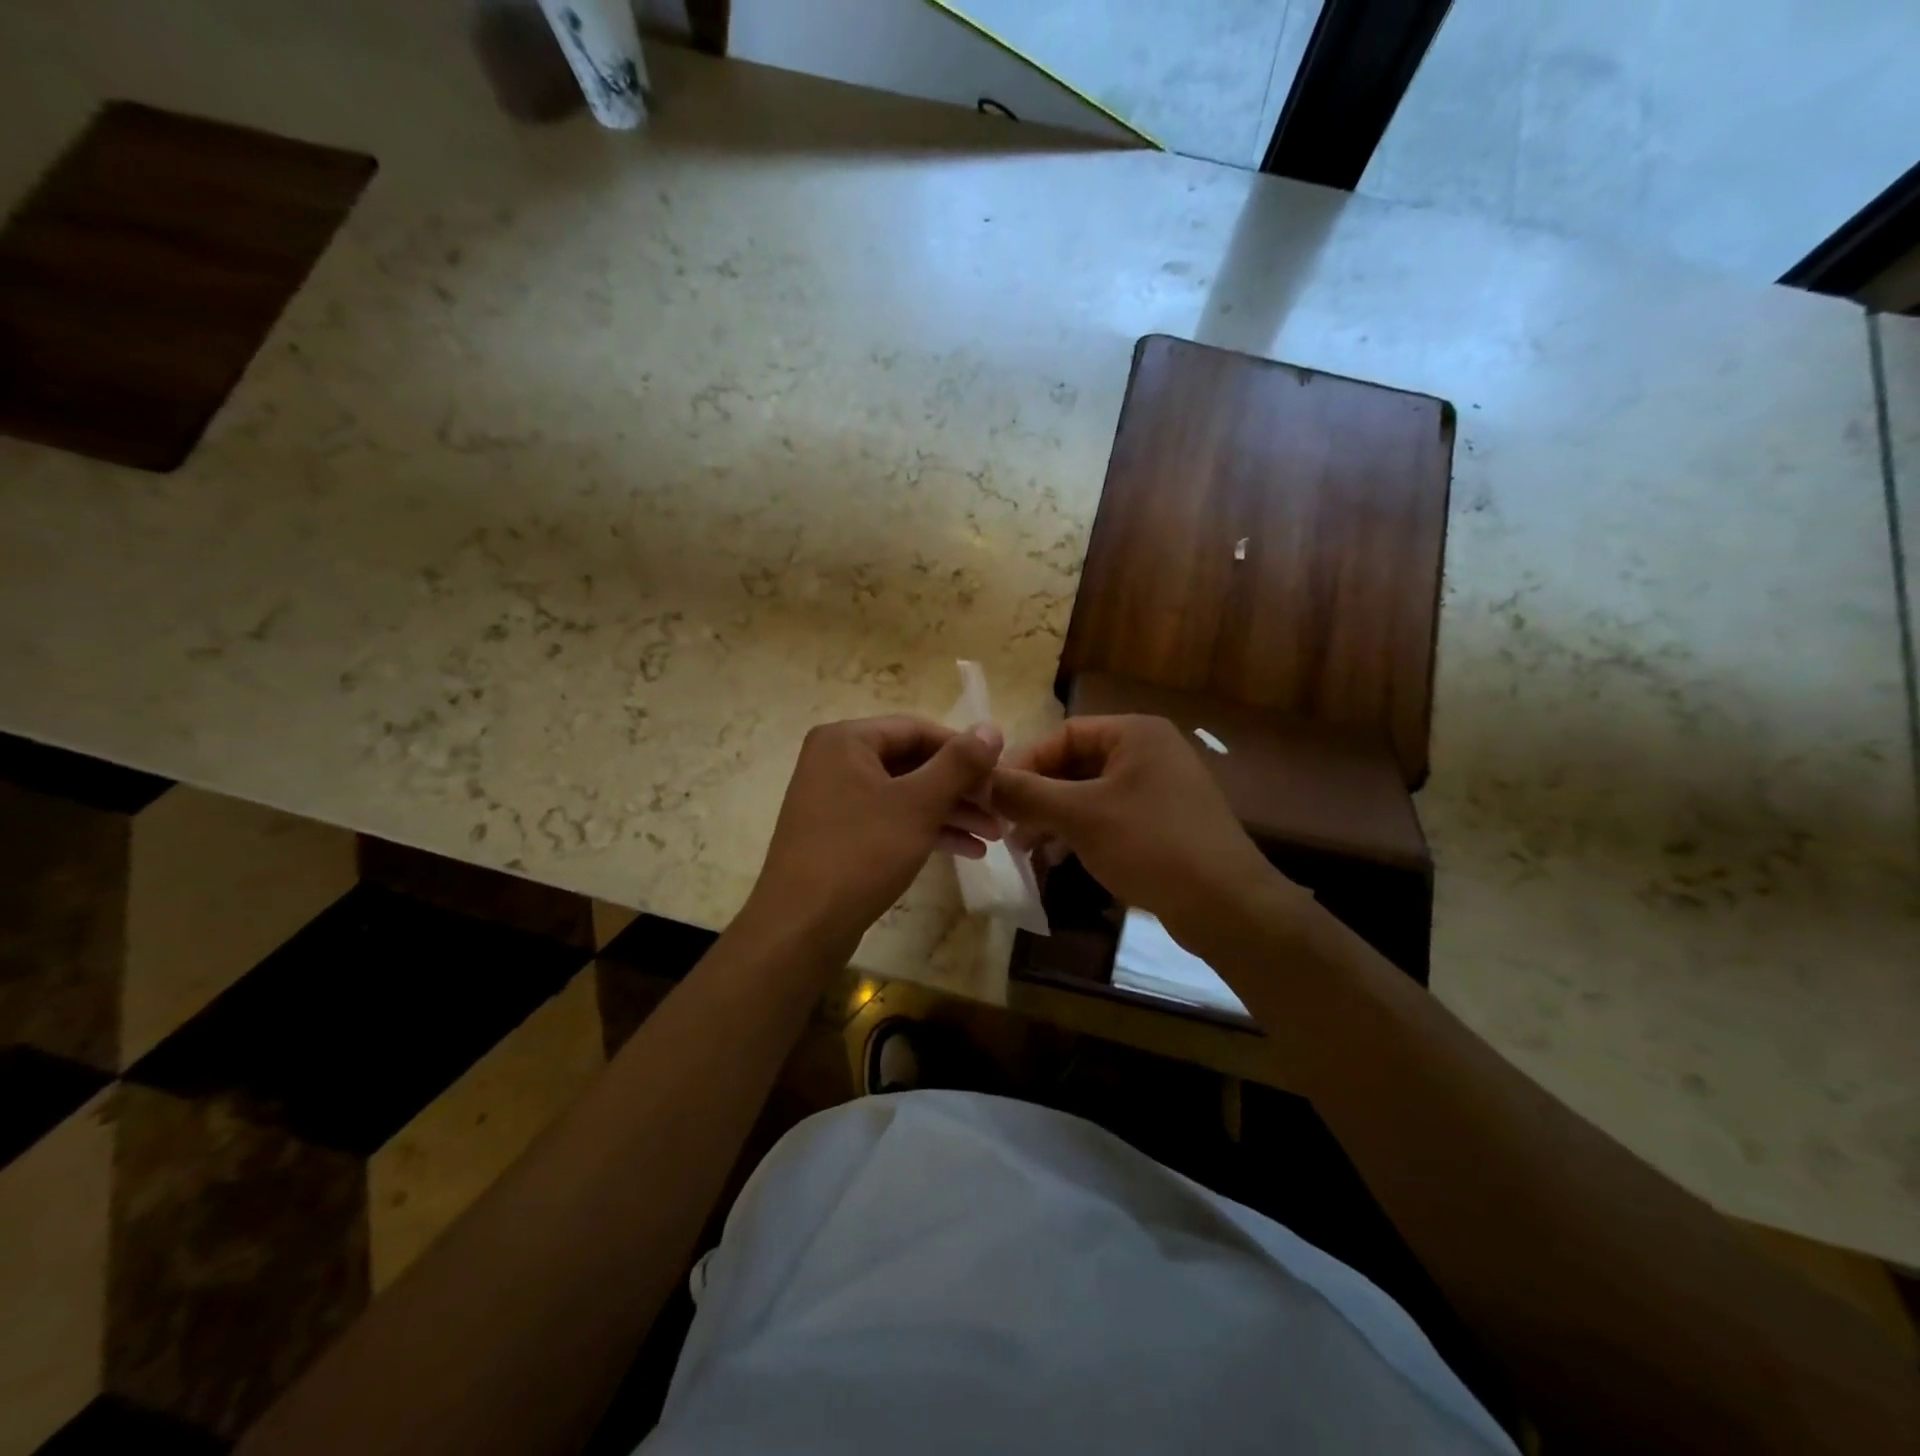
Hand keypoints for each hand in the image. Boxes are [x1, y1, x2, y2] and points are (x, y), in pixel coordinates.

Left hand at [749, 715, 1004, 951]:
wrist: (802, 926)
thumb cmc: (862, 852)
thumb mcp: (918, 804)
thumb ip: (958, 763)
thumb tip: (991, 728)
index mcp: (846, 740)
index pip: (918, 730)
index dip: (964, 750)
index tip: (1000, 773)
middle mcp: (836, 761)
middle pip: (912, 762)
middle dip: (960, 788)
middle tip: (1000, 808)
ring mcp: (835, 799)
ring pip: (905, 795)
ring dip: (950, 812)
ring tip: (994, 835)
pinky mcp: (840, 833)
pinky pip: (891, 819)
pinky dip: (926, 830)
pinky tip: (968, 851)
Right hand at [990, 715, 1282, 945]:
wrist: (1226, 905)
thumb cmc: (1150, 845)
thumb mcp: (1080, 816)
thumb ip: (1028, 794)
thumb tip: (984, 780)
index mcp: (1134, 734)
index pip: (1063, 734)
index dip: (1025, 762)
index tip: (994, 794)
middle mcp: (1149, 752)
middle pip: (1075, 764)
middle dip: (1038, 795)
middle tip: (1005, 825)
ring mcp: (1158, 788)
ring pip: (1089, 793)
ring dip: (1053, 816)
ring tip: (1024, 847)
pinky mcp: (1163, 822)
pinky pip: (1109, 816)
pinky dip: (1079, 832)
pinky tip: (1057, 858)